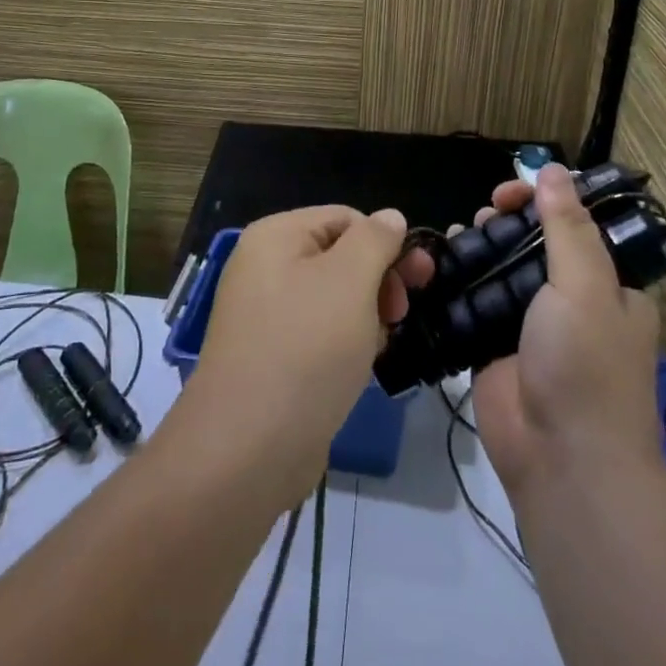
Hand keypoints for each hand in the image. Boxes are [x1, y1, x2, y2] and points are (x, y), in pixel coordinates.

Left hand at [181, 205, 428, 508]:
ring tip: (378, 345)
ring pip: (333, 298)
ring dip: (365, 315)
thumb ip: (376, 240)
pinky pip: (318, 333)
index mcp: (276, 236)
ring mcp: (264, 314)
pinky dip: (344, 343)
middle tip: (402, 314)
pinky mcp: (271, 356)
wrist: (247, 448)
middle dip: (378, 281)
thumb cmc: (305, 349)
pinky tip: (359, 367)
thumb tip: (390, 216)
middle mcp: (265, 267)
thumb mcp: (350, 281)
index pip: (346, 218)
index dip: (385, 243)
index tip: (418, 281)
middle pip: (339, 256)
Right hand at [467, 167, 665, 496]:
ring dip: (480, 246)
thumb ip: (567, 228)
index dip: (545, 200)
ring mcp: (530, 326)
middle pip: (534, 243)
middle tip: (483, 213)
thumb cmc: (586, 366)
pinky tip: (439, 264)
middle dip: (507, 221)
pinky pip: (474, 302)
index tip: (513, 190)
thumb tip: (553, 170)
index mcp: (608, 287)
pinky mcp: (493, 347)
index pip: (577, 225)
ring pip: (501, 270)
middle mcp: (571, 302)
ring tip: (458, 235)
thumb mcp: (585, 287)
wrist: (562, 461)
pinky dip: (458, 280)